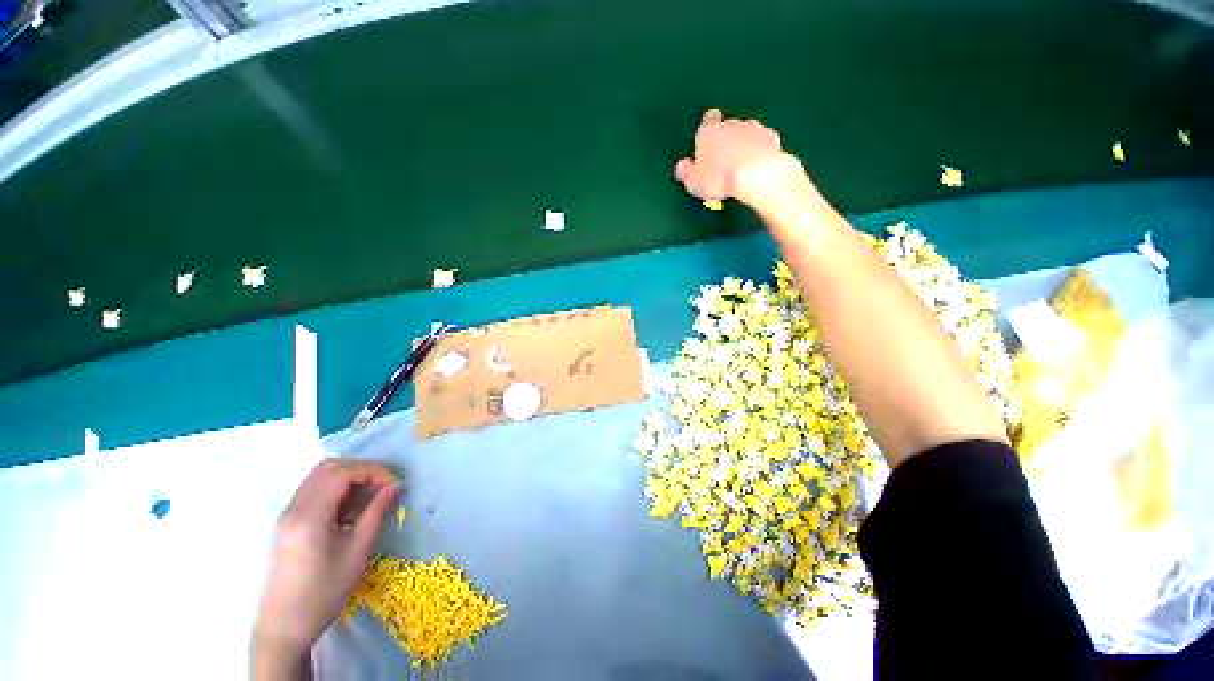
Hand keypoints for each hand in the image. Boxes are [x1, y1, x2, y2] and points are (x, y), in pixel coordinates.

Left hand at [253, 458, 399, 674]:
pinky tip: (351, 510)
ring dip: (349, 478)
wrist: (285, 626)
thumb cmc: (325, 592)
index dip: (373, 471)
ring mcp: (287, 514)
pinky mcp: (287, 522)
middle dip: (362, 469)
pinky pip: (314, 491)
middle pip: (329, 468)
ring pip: (320, 477)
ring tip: (370, 497)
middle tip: (383, 485)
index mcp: (309, 517)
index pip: (342, 473)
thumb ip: (376, 513)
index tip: (394, 484)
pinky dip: (337, 490)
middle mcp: (294, 508)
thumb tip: (395, 486)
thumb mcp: (358, 552)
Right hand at [674, 109, 812, 210]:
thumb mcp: (694, 181)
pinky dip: (760, 150)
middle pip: (728, 126)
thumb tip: (681, 166)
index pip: (707, 120)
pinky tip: (757, 164)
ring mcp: (753, 129)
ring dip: (743, 144)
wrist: (755, 174)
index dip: (708, 129)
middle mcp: (730, 124)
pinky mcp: (771, 138)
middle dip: (726, 139)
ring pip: (746, 132)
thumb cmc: (719, 178)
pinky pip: (763, 142)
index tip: (707, 142)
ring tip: (740, 165)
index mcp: (709, 132)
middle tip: (723, 161)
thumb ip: (686, 171)